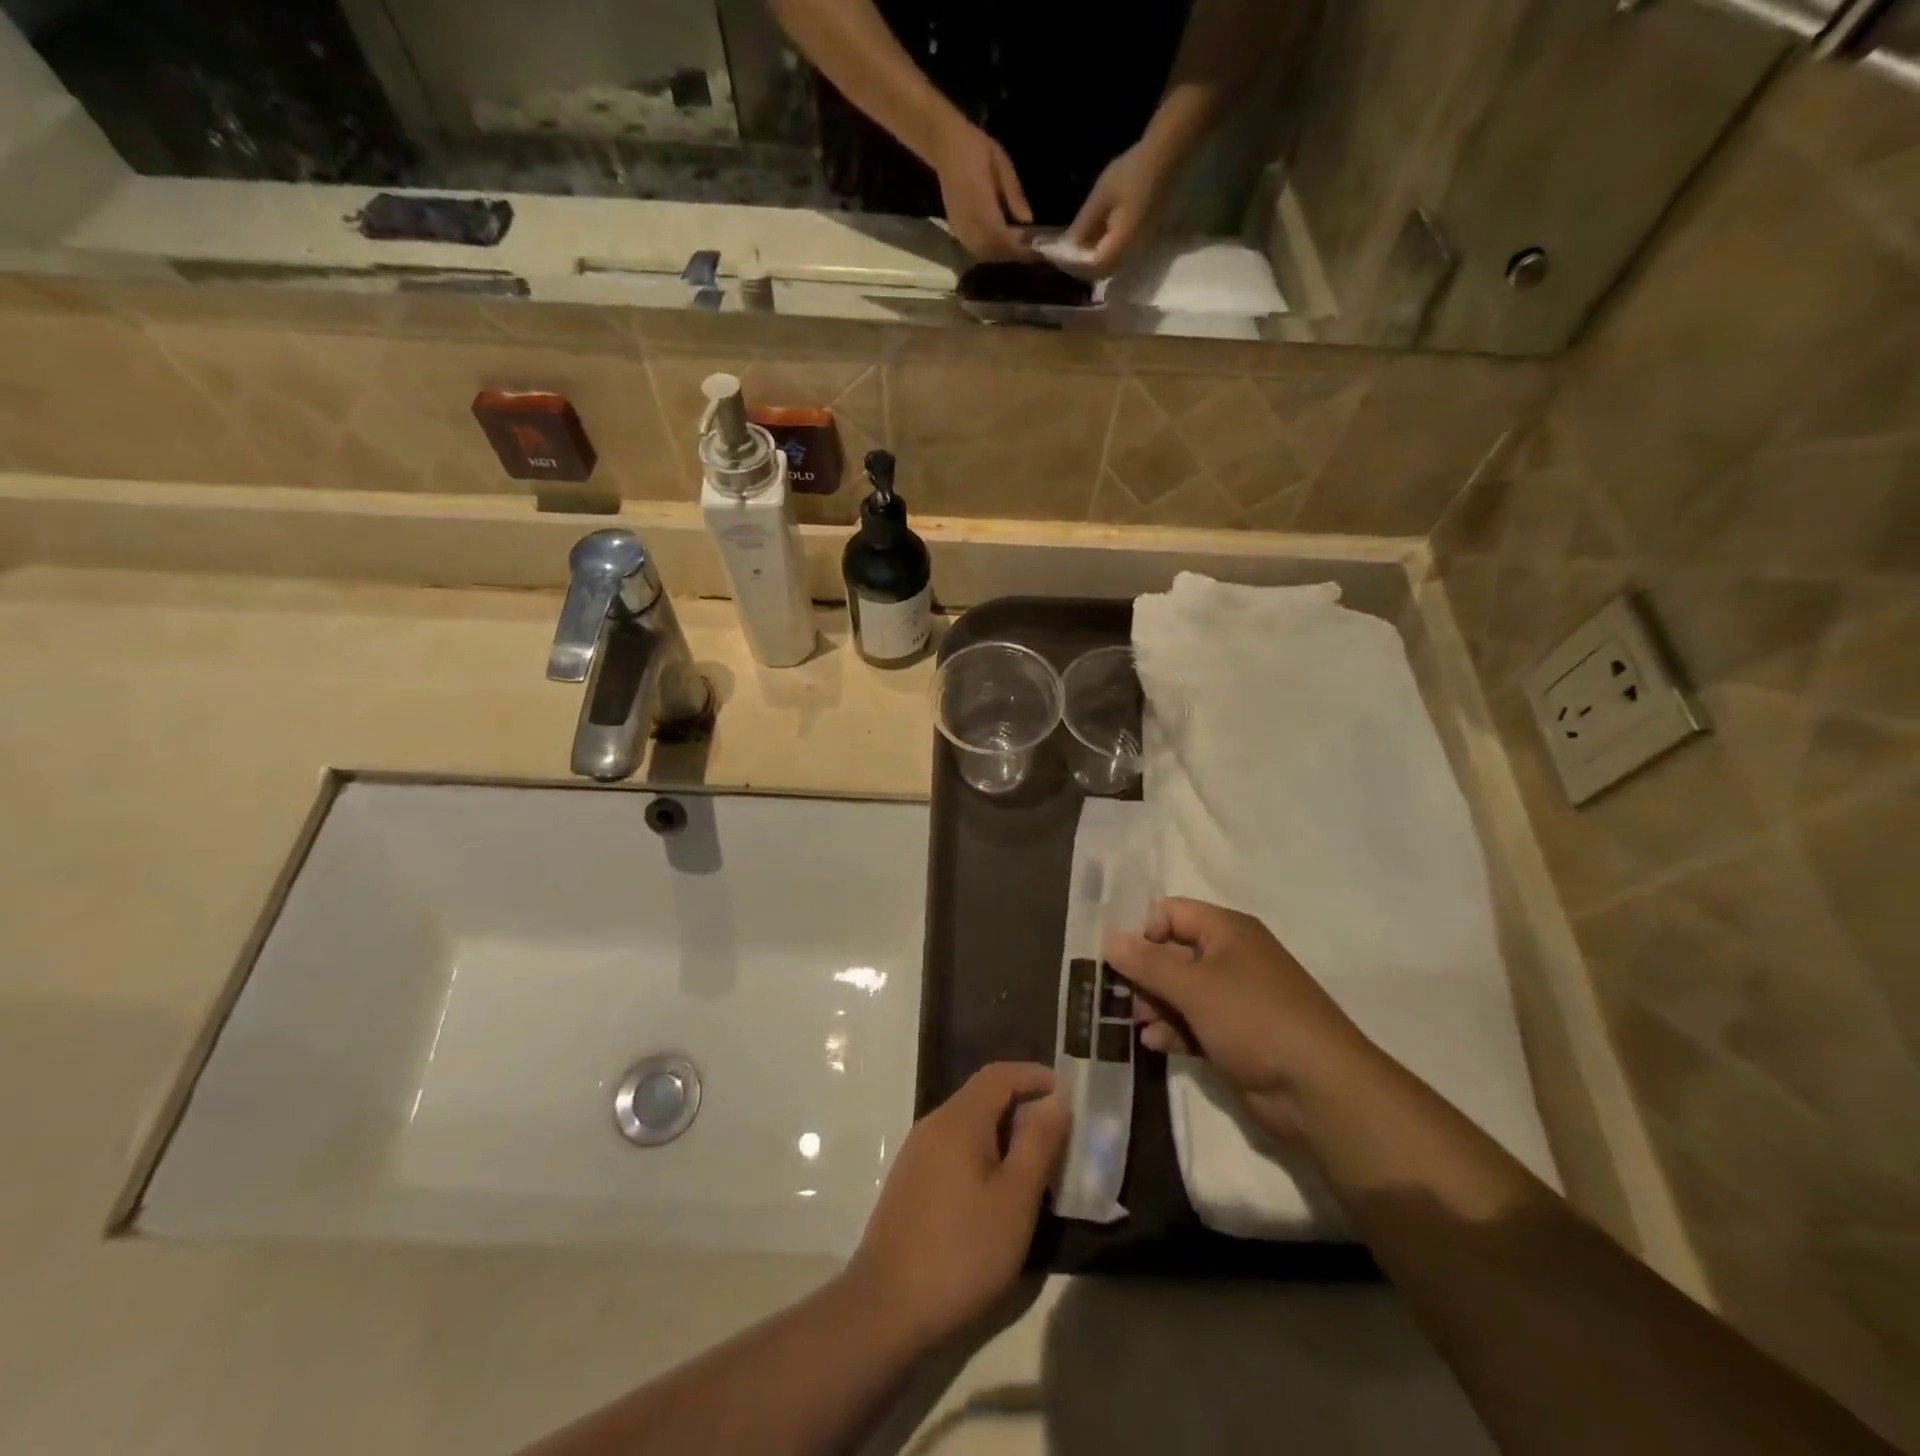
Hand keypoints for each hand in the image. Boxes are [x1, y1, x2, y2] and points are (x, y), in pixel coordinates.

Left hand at [846, 1063, 1068, 1348]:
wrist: (886, 1306)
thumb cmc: (962, 1250)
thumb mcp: (1015, 1199)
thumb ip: (1038, 1143)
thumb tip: (1056, 1100)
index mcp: (960, 1118)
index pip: (1000, 1074)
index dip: (1035, 1076)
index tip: (1068, 1094)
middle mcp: (934, 1123)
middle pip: (983, 1095)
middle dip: (1023, 1104)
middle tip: (1059, 1133)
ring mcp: (917, 1151)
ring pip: (968, 1123)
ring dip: (1003, 1131)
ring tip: (1035, 1163)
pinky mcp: (910, 1180)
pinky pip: (953, 1147)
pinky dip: (982, 1151)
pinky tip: (997, 1188)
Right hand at [929, 116, 1033, 260]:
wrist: (944, 145)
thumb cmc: (975, 149)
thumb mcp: (1002, 164)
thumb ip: (1014, 193)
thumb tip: (1028, 220)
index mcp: (982, 205)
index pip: (1002, 237)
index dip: (1018, 247)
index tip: (1035, 249)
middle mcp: (969, 222)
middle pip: (993, 251)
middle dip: (1011, 254)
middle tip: (1028, 249)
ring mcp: (960, 228)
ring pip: (983, 253)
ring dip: (1000, 254)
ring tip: (1015, 246)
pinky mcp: (955, 229)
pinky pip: (974, 249)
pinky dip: (989, 251)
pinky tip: (999, 243)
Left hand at [1064, 140, 1177, 275]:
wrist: (1168, 157)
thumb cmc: (1134, 171)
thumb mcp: (1102, 196)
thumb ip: (1083, 225)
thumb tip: (1067, 246)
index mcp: (1121, 246)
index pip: (1092, 268)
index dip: (1072, 264)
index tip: (1055, 256)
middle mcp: (1132, 256)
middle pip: (1100, 272)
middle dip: (1079, 266)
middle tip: (1061, 254)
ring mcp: (1139, 253)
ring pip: (1109, 268)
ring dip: (1090, 261)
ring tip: (1073, 248)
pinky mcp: (1142, 245)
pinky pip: (1118, 258)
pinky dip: (1102, 253)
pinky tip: (1093, 240)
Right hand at [1105, 899, 1377, 1139]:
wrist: (1319, 1090)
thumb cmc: (1254, 1020)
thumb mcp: (1194, 987)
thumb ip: (1147, 963)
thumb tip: (1108, 938)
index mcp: (1227, 931)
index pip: (1171, 912)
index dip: (1143, 931)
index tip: (1122, 961)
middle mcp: (1230, 957)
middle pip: (1172, 953)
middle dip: (1144, 975)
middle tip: (1124, 999)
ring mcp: (1234, 998)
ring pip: (1180, 991)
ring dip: (1155, 1006)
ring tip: (1140, 1026)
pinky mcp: (1236, 1035)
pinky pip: (1194, 1022)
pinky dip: (1174, 1030)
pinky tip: (1156, 1045)